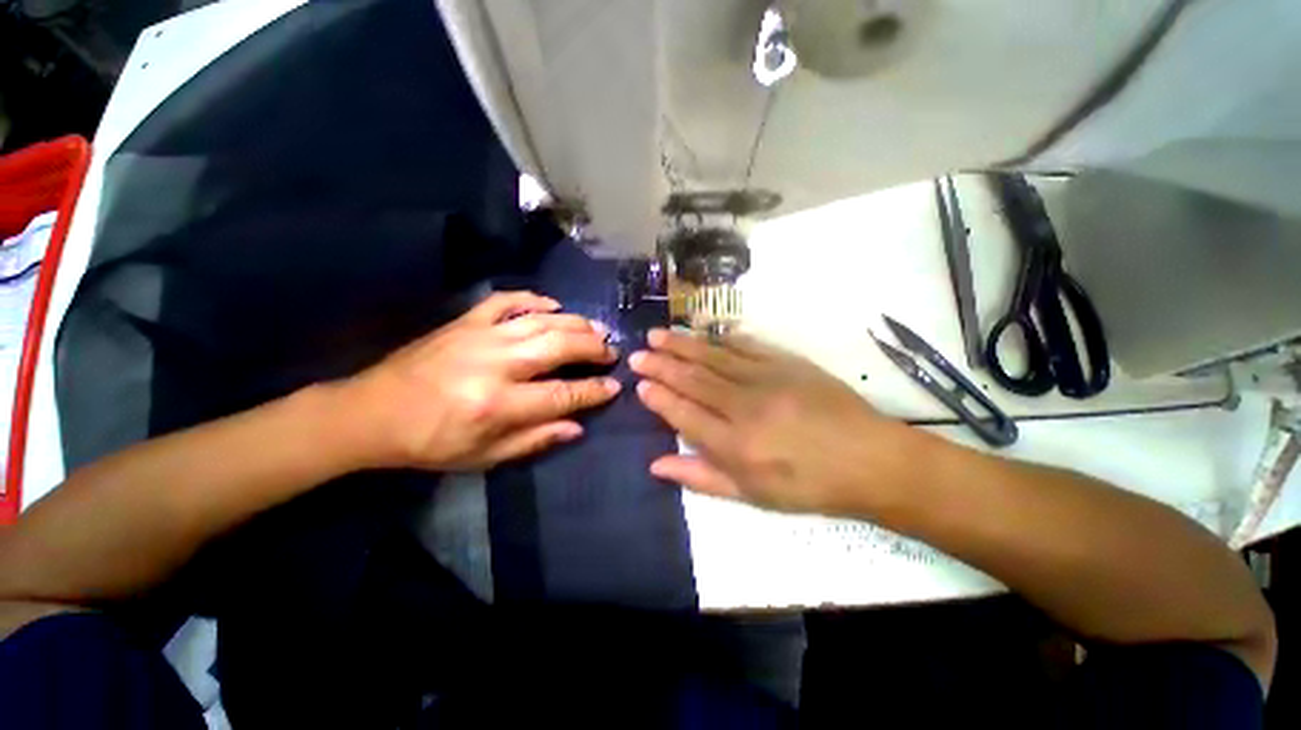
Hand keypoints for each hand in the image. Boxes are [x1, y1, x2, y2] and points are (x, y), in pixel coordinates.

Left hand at [340, 291, 619, 470]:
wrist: (371, 412)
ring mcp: (480, 336)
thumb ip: (534, 440)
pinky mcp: (465, 321)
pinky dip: (534, 299)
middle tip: (611, 352)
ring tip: (596, 329)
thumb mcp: (484, 457)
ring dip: (575, 323)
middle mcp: (495, 364)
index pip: (563, 394)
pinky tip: (553, 305)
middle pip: (559, 346)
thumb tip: (577, 426)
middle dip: (593, 347)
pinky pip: (506, 300)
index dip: (594, 391)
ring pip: (541, 320)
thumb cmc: (430, 443)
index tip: (614, 387)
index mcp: (498, 404)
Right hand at [630, 328, 924, 515]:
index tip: (640, 384)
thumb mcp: (752, 496)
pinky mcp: (788, 362)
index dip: (660, 398)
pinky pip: (747, 346)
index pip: (684, 414)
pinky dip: (721, 339)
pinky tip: (705, 334)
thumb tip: (657, 465)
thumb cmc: (808, 486)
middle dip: (662, 365)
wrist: (870, 460)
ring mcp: (767, 379)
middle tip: (639, 353)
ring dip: (683, 345)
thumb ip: (701, 477)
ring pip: (714, 357)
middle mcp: (745, 407)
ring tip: (658, 335)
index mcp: (735, 445)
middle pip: (694, 380)